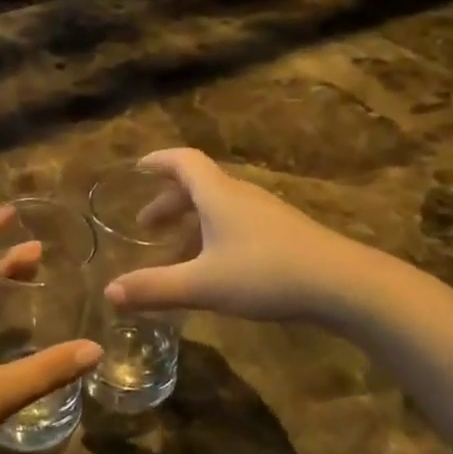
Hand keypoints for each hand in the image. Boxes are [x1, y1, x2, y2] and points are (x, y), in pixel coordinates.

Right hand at [103, 148, 359, 322]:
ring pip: (219, 208)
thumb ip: (155, 288)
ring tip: (174, 252)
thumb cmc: (266, 274)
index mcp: (218, 195)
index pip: (183, 162)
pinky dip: (214, 236)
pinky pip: (237, 224)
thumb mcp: (203, 284)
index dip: (158, 161)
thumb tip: (109, 292)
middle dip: (168, 202)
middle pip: (198, 186)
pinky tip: (214, 269)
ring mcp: (266, 215)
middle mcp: (240, 196)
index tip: (138, 168)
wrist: (343, 284)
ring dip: (191, 222)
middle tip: (146, 225)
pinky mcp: (284, 235)